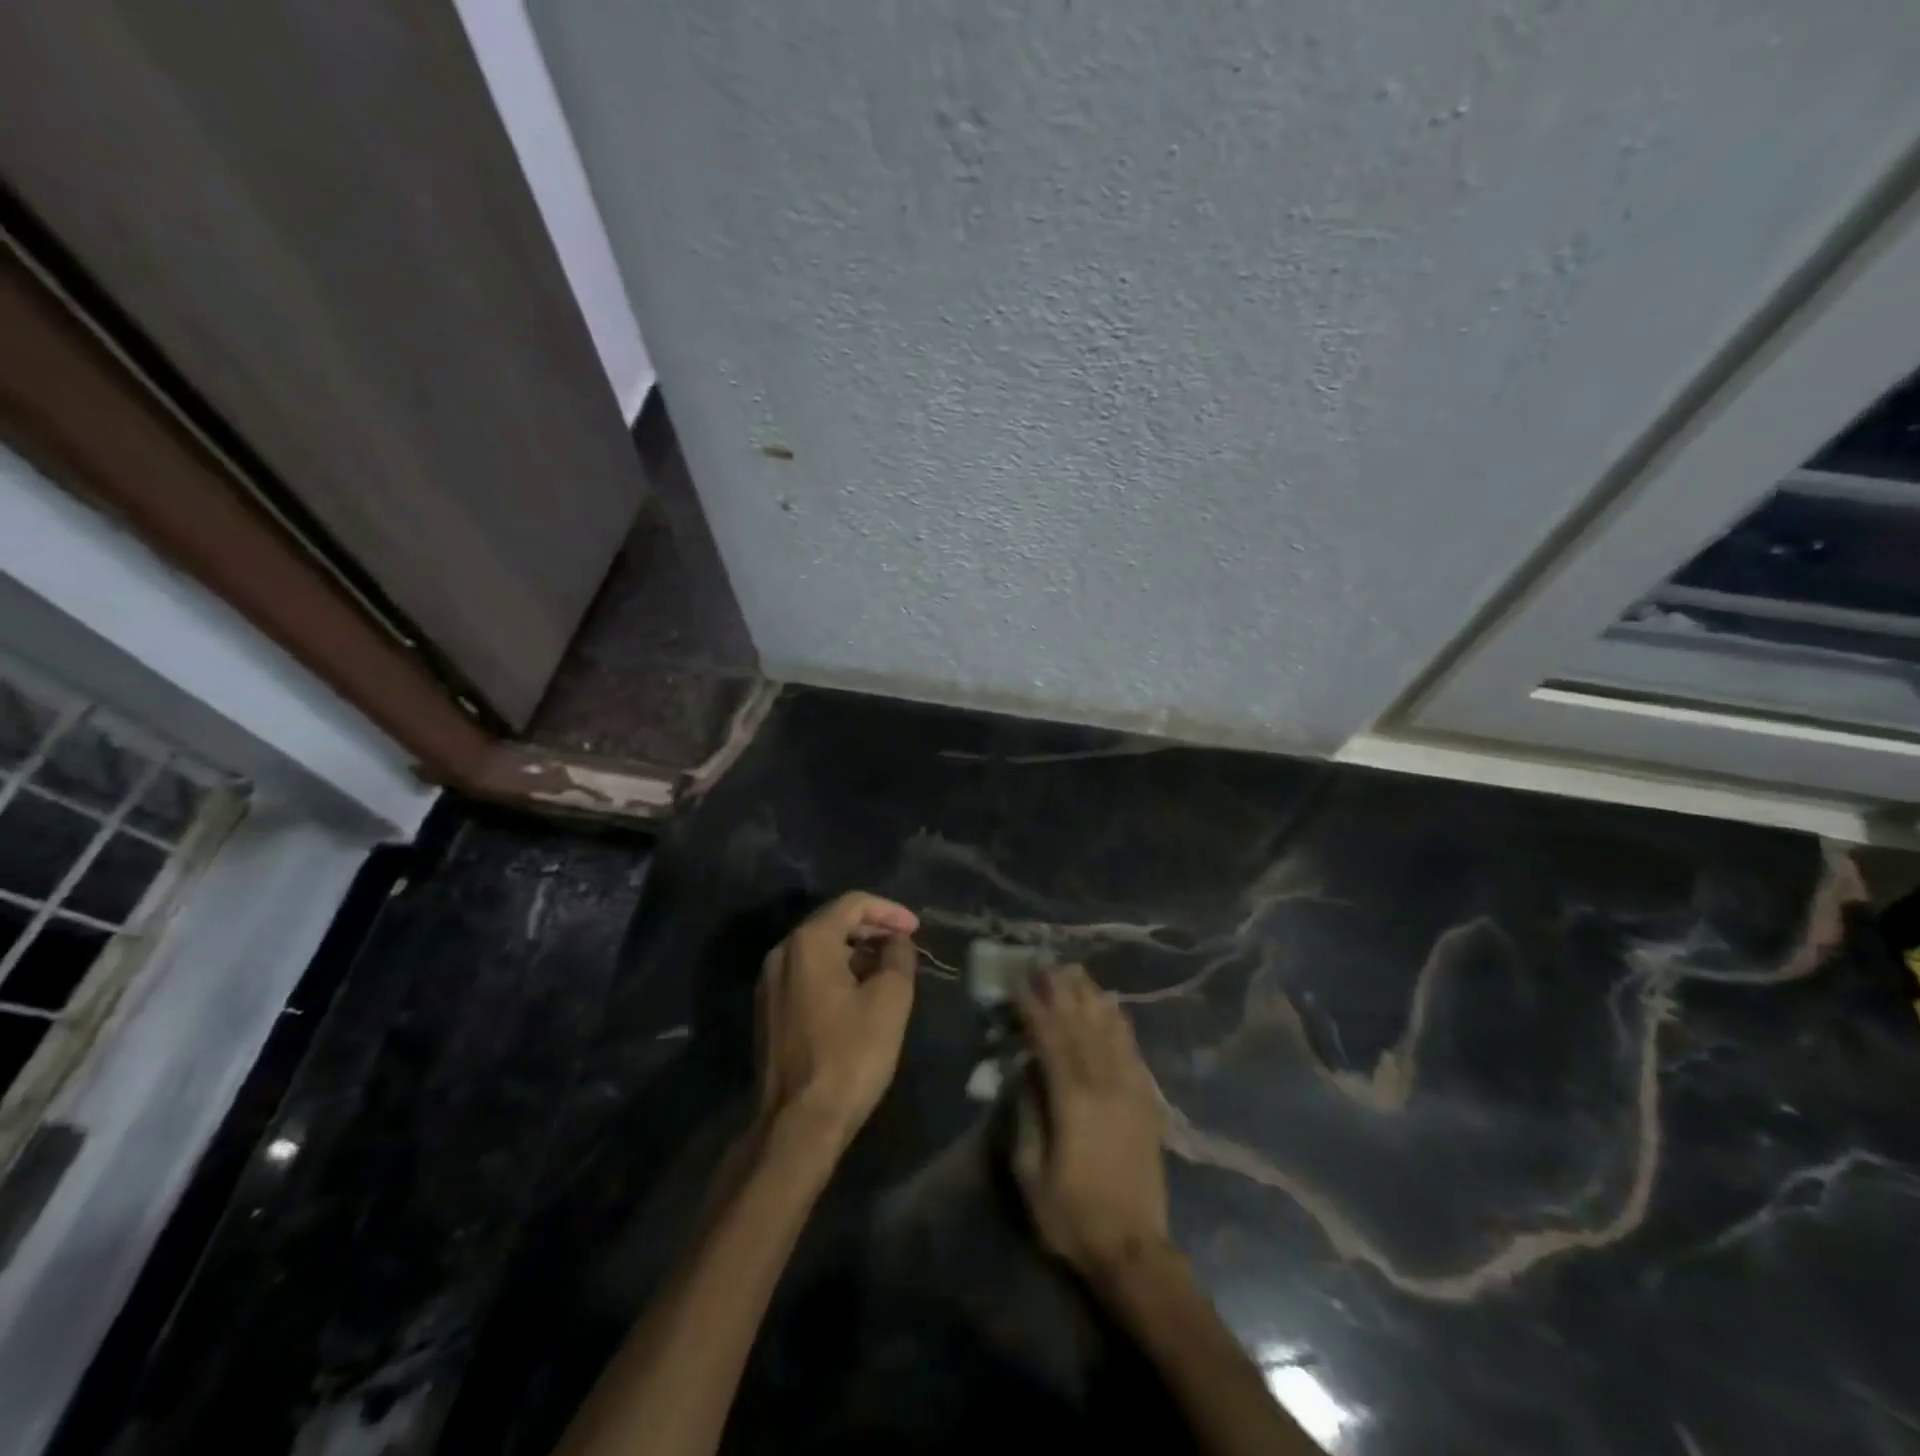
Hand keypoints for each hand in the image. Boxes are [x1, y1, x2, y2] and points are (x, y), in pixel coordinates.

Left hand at [756, 892, 920, 1148]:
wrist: (798, 1124)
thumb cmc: (850, 1055)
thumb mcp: (890, 1000)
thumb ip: (898, 957)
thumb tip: (896, 942)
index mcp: (808, 942)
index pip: (853, 904)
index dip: (889, 911)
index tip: (916, 930)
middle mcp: (782, 953)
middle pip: (832, 923)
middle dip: (872, 929)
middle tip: (905, 944)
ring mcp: (769, 983)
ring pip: (819, 950)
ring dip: (855, 952)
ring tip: (888, 968)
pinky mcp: (769, 1011)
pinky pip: (807, 974)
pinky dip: (836, 972)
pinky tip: (860, 992)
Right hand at [1013, 965, 1171, 1277]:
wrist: (1134, 1250)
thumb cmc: (1071, 1216)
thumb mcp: (1030, 1173)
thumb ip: (1026, 1115)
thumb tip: (1025, 1072)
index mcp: (1072, 1101)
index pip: (1050, 1041)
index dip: (1034, 1009)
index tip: (1022, 983)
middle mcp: (1104, 1085)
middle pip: (1082, 1026)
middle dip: (1063, 992)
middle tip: (1049, 964)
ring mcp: (1130, 1091)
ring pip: (1110, 1032)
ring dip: (1092, 999)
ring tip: (1079, 973)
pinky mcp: (1147, 1103)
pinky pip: (1133, 1052)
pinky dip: (1121, 1025)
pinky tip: (1114, 1008)